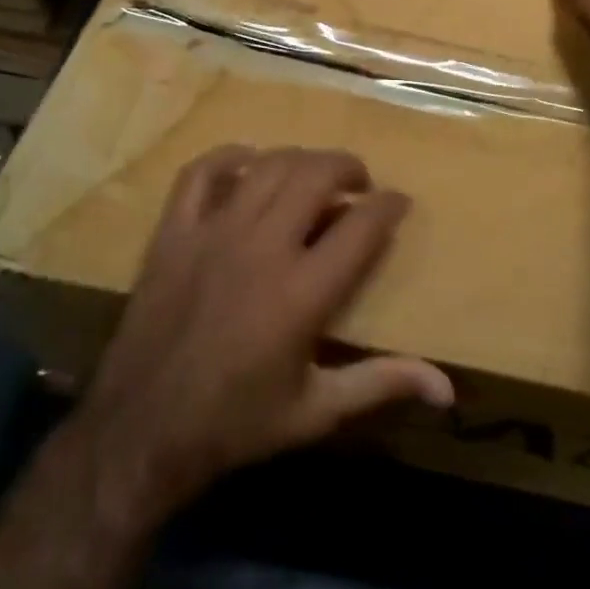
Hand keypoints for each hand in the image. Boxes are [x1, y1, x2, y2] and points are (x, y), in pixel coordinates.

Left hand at [61, 146, 453, 527]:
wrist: (141, 431)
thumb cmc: (236, 423)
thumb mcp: (316, 412)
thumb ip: (381, 385)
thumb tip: (447, 388)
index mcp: (302, 293)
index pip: (362, 226)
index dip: (389, 205)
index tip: (399, 201)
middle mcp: (262, 248)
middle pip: (316, 176)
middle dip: (348, 168)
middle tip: (358, 183)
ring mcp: (213, 234)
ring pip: (268, 166)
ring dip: (301, 160)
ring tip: (314, 175)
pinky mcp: (174, 233)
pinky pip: (201, 173)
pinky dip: (228, 158)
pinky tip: (247, 163)